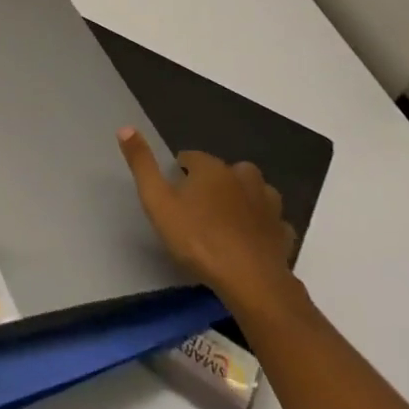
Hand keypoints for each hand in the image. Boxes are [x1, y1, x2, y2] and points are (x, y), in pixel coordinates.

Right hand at [118, 129, 298, 317]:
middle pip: (227, 170)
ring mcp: (268, 206)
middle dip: (215, 181)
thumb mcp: (158, 201)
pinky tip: (253, 238)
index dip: (180, 171)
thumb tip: (125, 127)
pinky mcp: (283, 233)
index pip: (192, 157)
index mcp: (212, 169)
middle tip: (199, 204)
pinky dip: (264, 225)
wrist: (251, 281)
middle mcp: (243, 178)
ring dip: (244, 198)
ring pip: (256, 191)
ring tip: (228, 217)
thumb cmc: (198, 238)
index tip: (172, 192)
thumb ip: (142, 165)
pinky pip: (273, 222)